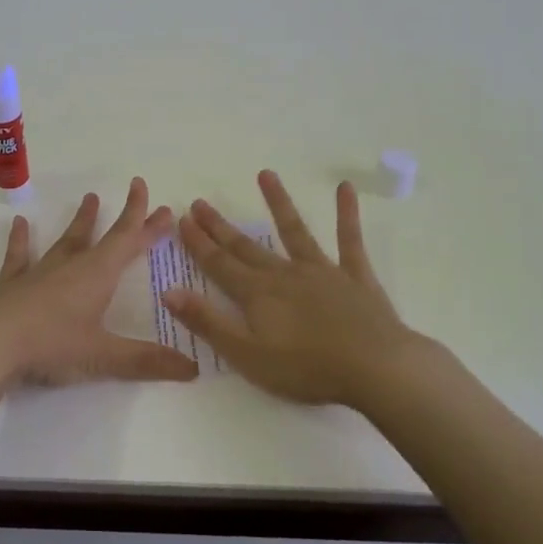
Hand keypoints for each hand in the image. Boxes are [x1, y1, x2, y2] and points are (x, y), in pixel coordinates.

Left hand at [0, 177, 199, 390]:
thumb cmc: (52, 344)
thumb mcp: (103, 356)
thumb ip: (146, 361)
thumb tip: (193, 369)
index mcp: (97, 275)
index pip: (129, 242)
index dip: (147, 223)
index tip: (164, 205)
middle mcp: (71, 266)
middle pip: (104, 236)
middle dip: (125, 218)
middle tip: (135, 190)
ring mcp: (40, 272)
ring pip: (66, 240)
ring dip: (80, 221)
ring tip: (89, 198)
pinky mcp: (12, 284)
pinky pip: (19, 256)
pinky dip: (20, 240)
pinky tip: (19, 223)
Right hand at [162, 170, 425, 406]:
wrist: (374, 367)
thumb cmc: (306, 368)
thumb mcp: (246, 354)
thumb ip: (207, 322)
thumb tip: (168, 291)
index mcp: (257, 294)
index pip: (218, 264)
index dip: (198, 243)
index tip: (182, 219)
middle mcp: (284, 273)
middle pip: (246, 246)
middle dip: (220, 226)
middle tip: (200, 202)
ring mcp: (321, 271)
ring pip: (294, 231)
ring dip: (278, 202)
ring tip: (265, 174)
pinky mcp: (354, 276)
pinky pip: (349, 240)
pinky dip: (346, 213)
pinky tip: (345, 188)